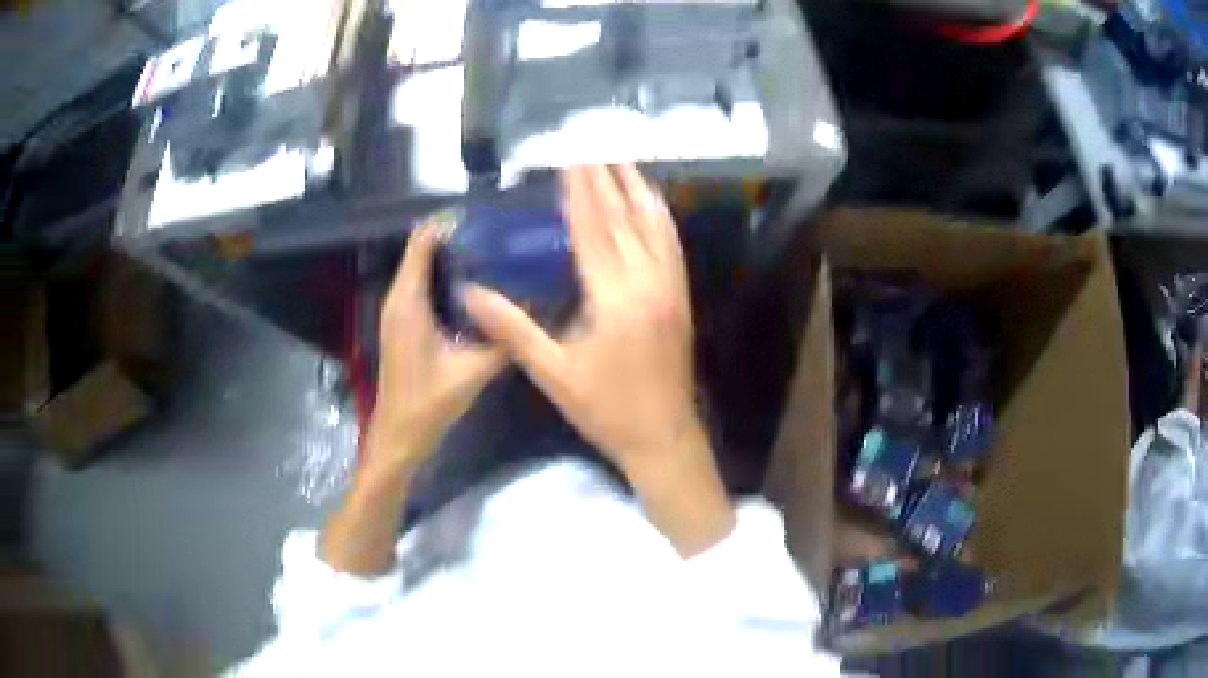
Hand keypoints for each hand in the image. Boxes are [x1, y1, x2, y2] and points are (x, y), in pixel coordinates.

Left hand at [367, 225, 507, 474]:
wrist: (398, 436)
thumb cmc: (428, 404)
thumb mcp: (472, 371)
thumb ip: (504, 341)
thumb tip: (536, 310)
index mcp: (409, 301)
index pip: (423, 241)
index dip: (451, 223)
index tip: (489, 218)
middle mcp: (399, 298)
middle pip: (424, 249)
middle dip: (459, 237)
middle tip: (501, 236)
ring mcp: (399, 311)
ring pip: (424, 268)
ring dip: (454, 258)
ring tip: (496, 255)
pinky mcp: (404, 324)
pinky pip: (424, 287)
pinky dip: (448, 279)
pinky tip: (479, 289)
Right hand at [466, 165, 733, 555]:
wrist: (663, 436)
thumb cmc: (606, 409)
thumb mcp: (554, 374)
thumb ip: (513, 329)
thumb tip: (471, 293)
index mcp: (616, 298)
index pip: (594, 229)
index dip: (580, 191)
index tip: (569, 158)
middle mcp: (649, 282)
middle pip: (625, 218)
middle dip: (606, 178)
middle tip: (591, 143)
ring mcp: (672, 287)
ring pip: (655, 225)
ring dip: (637, 188)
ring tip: (621, 158)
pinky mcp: (681, 296)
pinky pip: (672, 244)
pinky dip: (659, 215)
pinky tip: (651, 202)